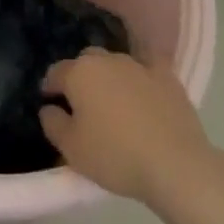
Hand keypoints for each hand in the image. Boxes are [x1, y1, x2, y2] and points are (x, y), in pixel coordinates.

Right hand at [40, 49, 218, 204]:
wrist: (174, 163)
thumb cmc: (115, 156)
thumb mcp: (72, 149)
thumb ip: (53, 124)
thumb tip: (48, 108)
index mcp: (80, 73)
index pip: (56, 73)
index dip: (50, 88)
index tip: (50, 104)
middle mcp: (107, 59)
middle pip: (86, 62)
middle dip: (80, 77)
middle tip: (82, 105)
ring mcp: (139, 64)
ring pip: (115, 64)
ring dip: (110, 78)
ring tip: (114, 104)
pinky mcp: (166, 76)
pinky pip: (147, 69)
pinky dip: (141, 78)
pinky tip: (144, 91)